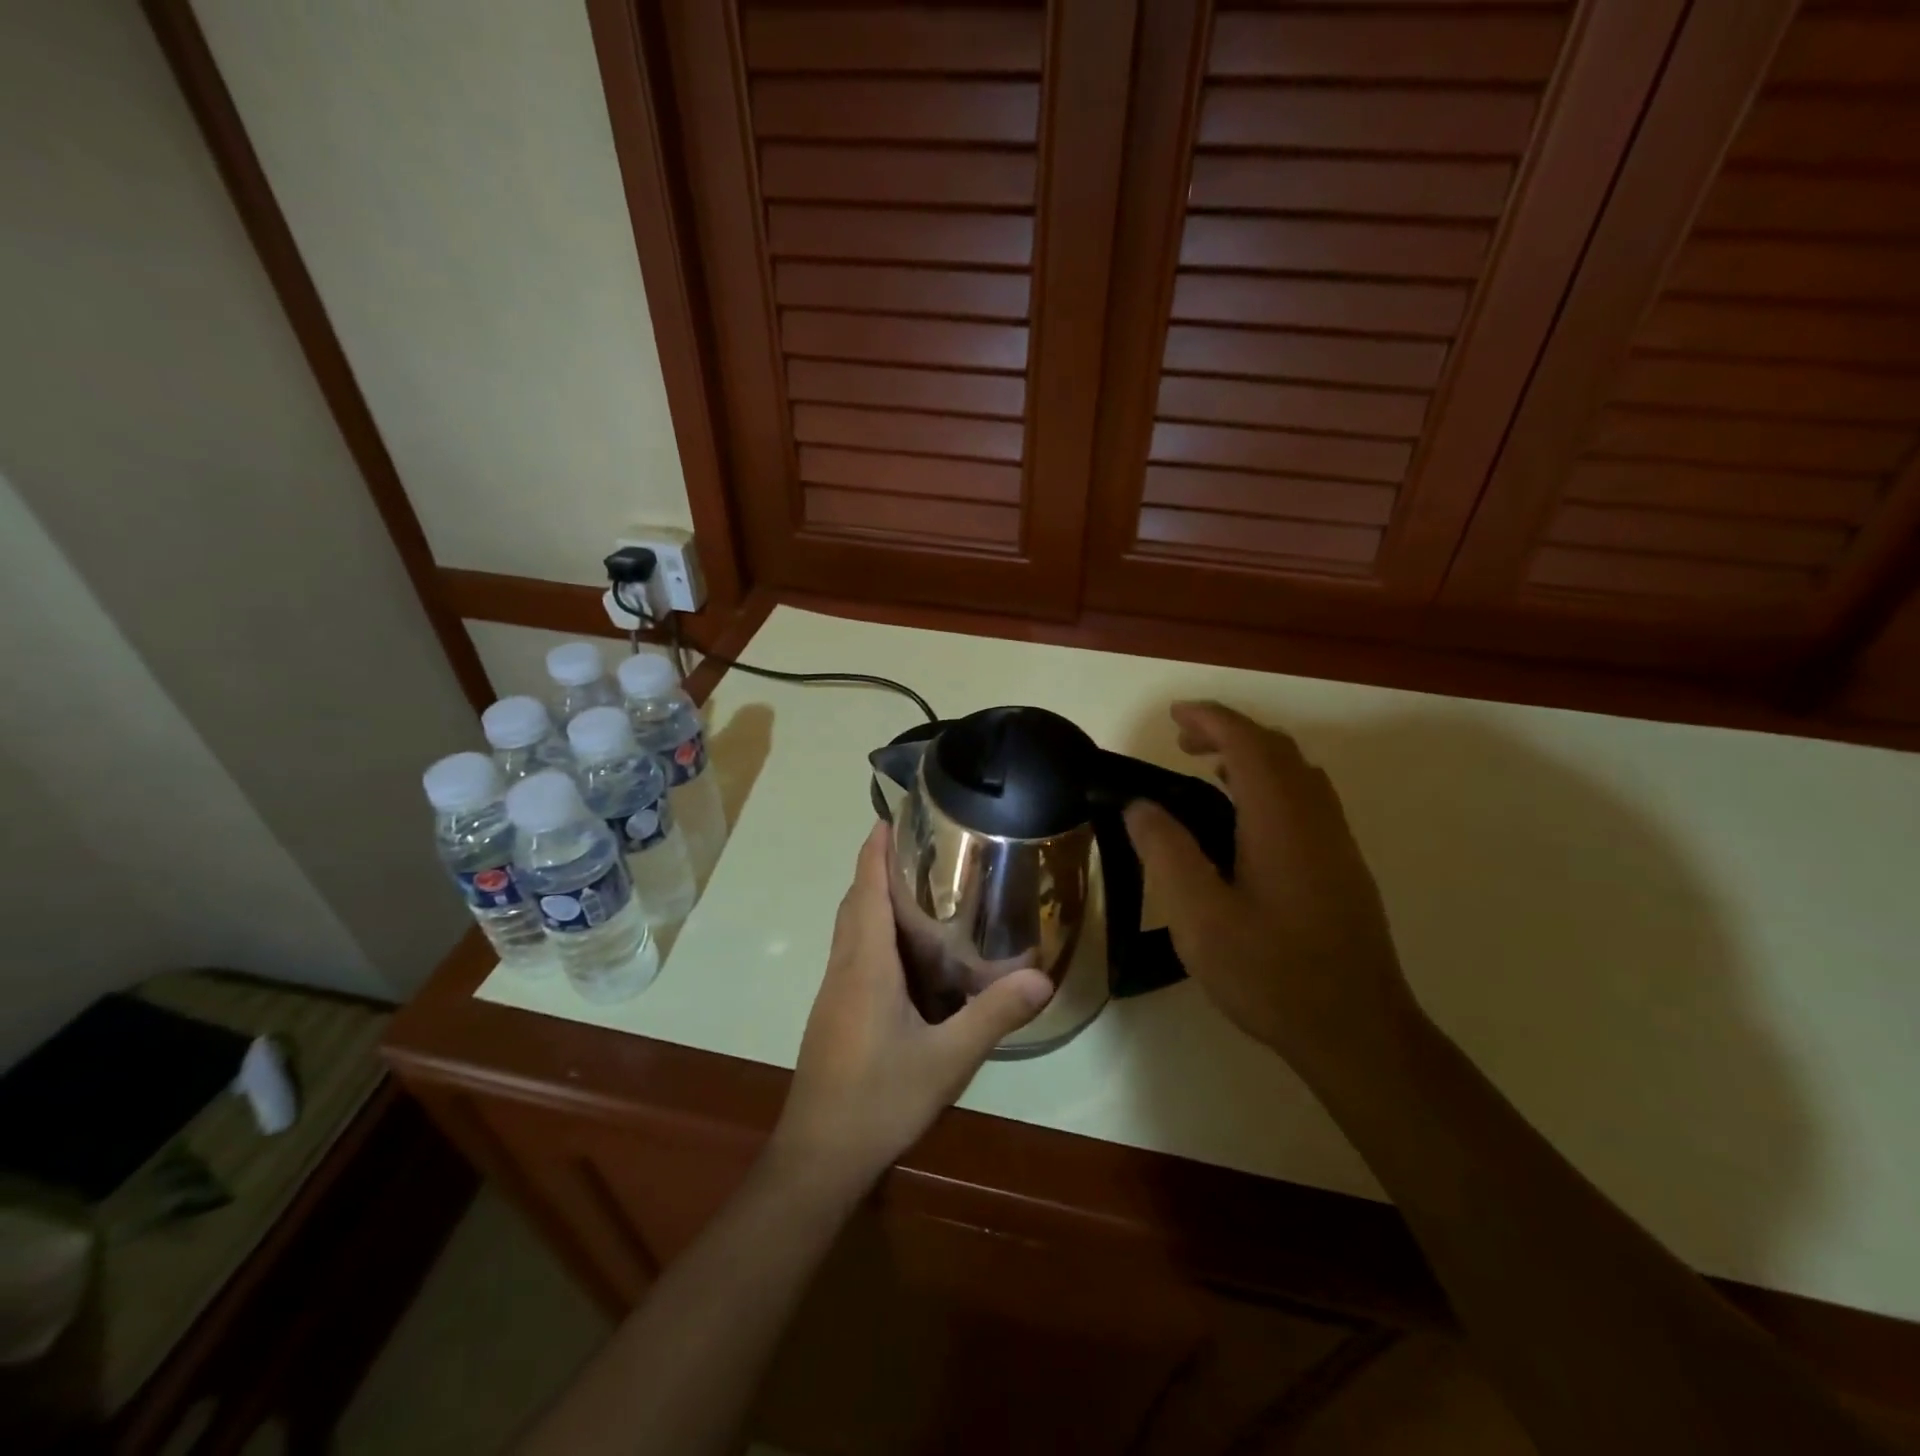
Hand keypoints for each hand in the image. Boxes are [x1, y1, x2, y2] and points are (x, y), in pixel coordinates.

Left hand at [773, 823, 1053, 1187]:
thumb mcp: (946, 1061)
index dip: (874, 850)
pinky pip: (853, 955)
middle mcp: (844, 968)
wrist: (818, 1157)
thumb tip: (1042, 978)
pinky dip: (874, 933)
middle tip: (920, 848)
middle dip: (876, 868)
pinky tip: (907, 957)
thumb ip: (992, 1017)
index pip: (866, 890)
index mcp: (865, 965)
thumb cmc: (877, 1100)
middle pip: (854, 903)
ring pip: (850, 930)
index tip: (889, 817)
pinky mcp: (835, 1014)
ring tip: (919, 891)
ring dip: (873, 900)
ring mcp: (835, 993)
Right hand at [1125, 702, 1418, 1082]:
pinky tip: (1245, 823)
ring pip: (1298, 773)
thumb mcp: (1200, 917)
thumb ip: (1166, 853)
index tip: (1174, 716)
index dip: (1211, 719)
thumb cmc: (1272, 974)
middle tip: (1181, 744)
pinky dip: (1272, 785)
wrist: (1358, 1032)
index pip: (1248, 743)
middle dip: (1229, 733)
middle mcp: (1316, 819)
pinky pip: (1307, 800)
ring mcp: (1337, 843)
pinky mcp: (1344, 868)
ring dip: (1253, 757)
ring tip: (1209, 773)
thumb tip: (1140, 807)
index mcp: (1281, 820)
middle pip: (1277, 750)